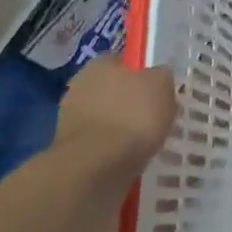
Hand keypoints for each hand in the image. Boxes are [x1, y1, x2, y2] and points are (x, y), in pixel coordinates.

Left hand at [56, 56, 176, 175]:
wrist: (96, 168)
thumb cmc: (132, 116)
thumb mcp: (162, 86)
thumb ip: (161, 76)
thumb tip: (159, 76)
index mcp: (99, 64)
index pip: (121, 62)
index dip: (139, 75)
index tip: (155, 92)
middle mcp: (79, 86)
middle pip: (110, 91)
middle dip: (126, 103)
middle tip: (150, 118)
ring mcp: (69, 120)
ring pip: (103, 119)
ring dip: (117, 129)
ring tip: (141, 145)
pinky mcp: (68, 152)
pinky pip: (97, 146)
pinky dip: (109, 152)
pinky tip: (126, 160)